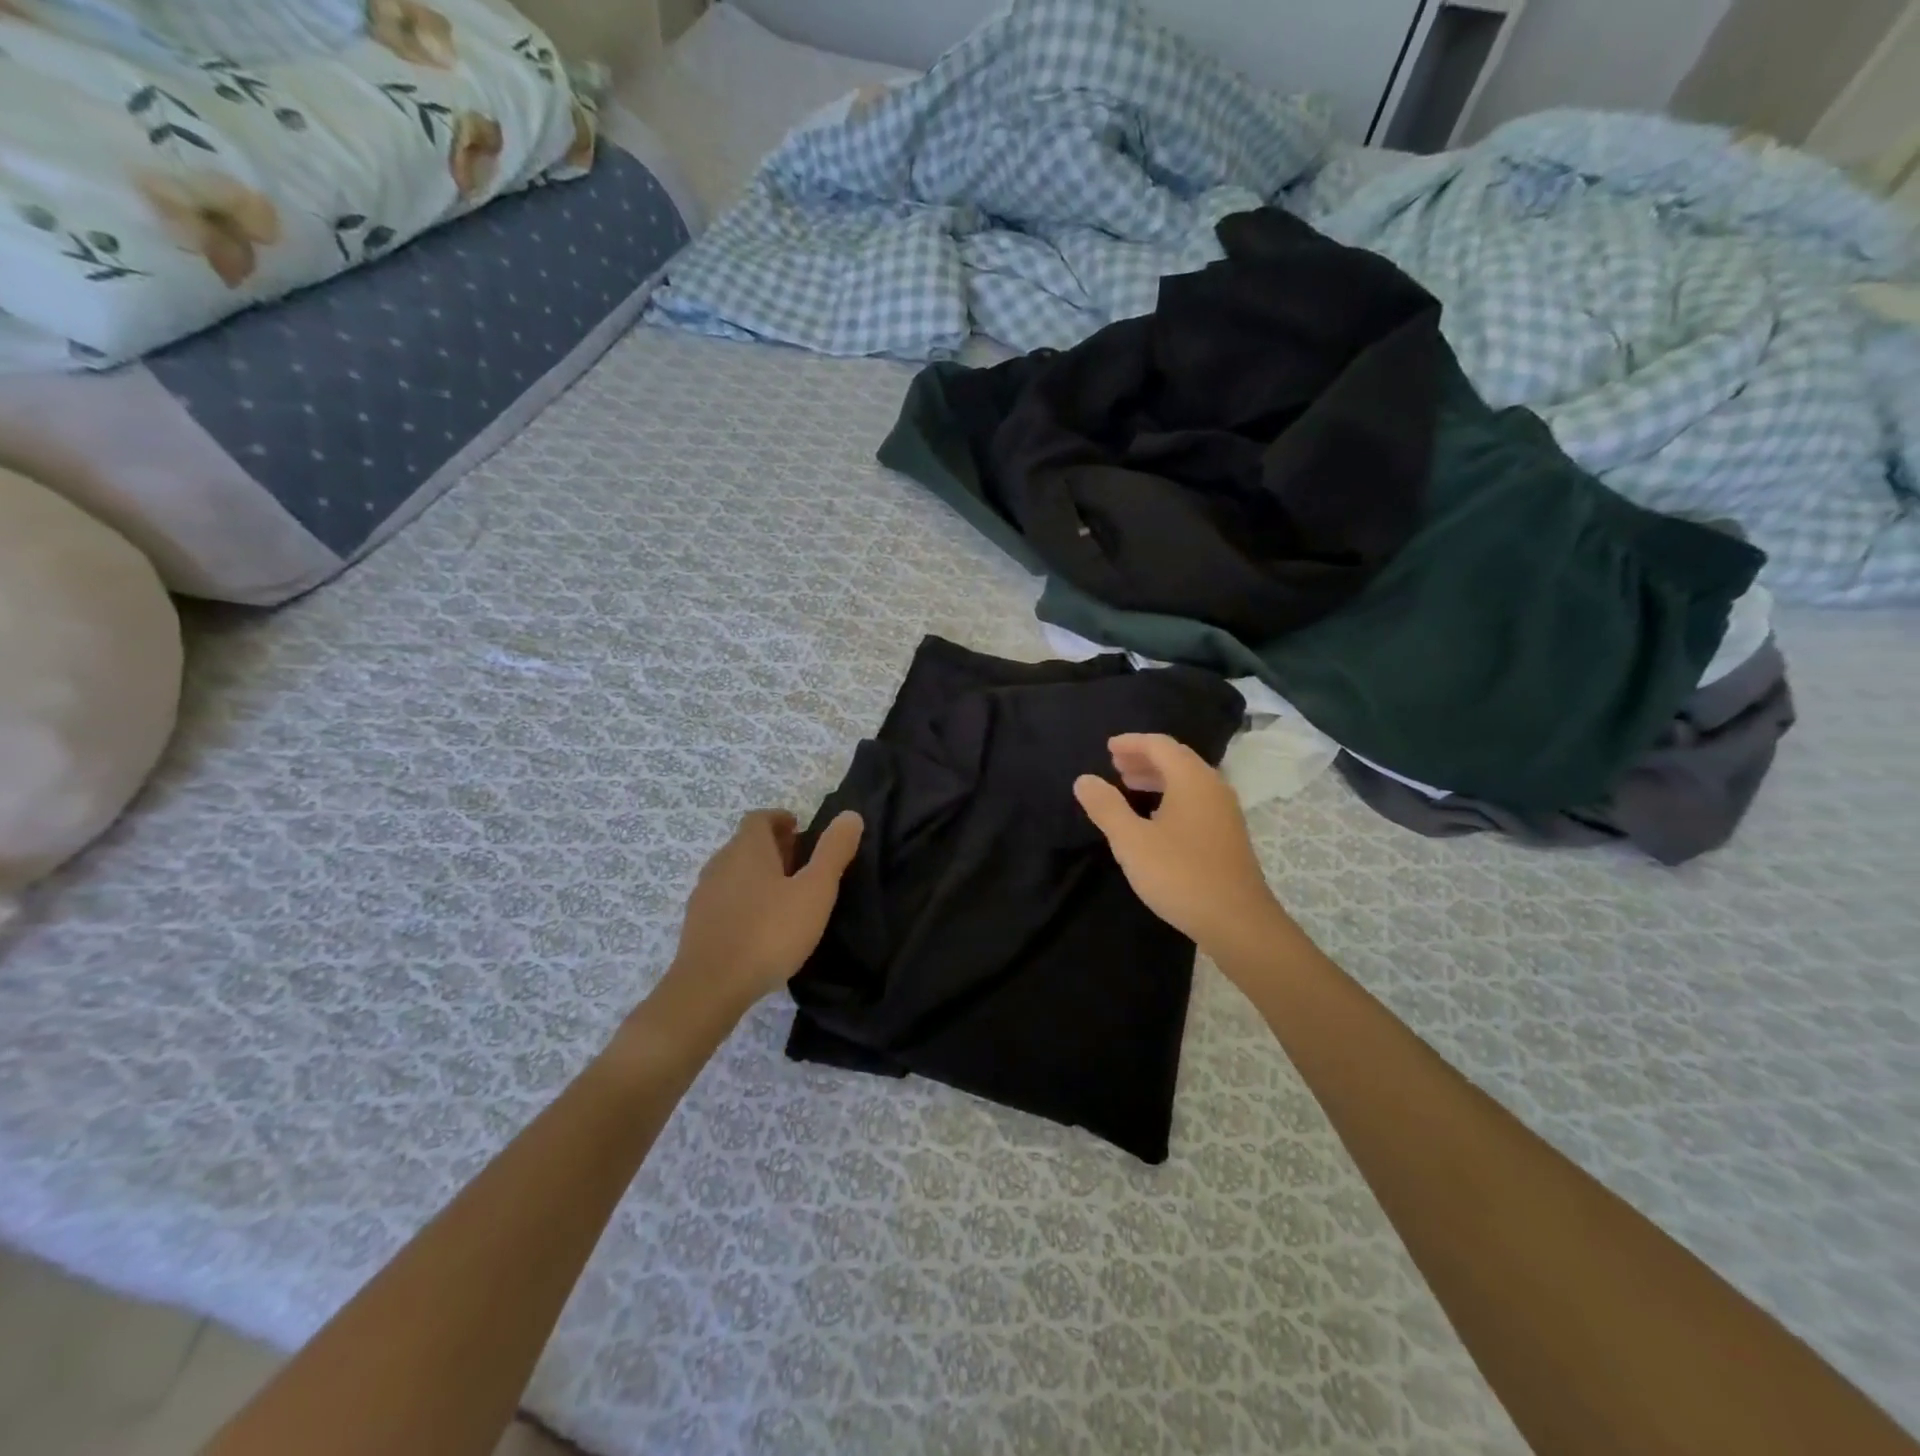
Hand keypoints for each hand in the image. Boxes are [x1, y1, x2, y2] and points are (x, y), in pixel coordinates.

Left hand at [660, 809, 863, 1019]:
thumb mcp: (815, 891)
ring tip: (785, 896)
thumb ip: (833, 852)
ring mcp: (704, 895)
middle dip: (773, 847)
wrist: (710, 988)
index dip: (781, 820)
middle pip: (746, 844)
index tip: (801, 831)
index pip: (760, 818)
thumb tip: (851, 815)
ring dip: (758, 875)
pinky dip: (744, 900)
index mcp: (747, 849)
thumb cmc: (769, 932)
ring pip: (734, 872)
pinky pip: (725, 899)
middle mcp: (720, 863)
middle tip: (802, 864)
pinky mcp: (697, 925)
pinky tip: (762, 925)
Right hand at [1074, 734, 1281, 954]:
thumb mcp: (1131, 841)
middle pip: (1177, 760)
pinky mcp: (1228, 835)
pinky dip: (1171, 796)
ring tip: (1129, 786)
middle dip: (1144, 758)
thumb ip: (1106, 807)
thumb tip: (1084, 779)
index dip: (1132, 743)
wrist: (1237, 922)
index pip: (1160, 745)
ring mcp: (1225, 812)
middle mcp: (1213, 787)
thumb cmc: (1180, 874)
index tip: (1108, 747)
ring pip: (1188, 781)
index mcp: (1192, 780)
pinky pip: (1196, 800)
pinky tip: (1155, 818)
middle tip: (1116, 765)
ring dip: (1158, 778)